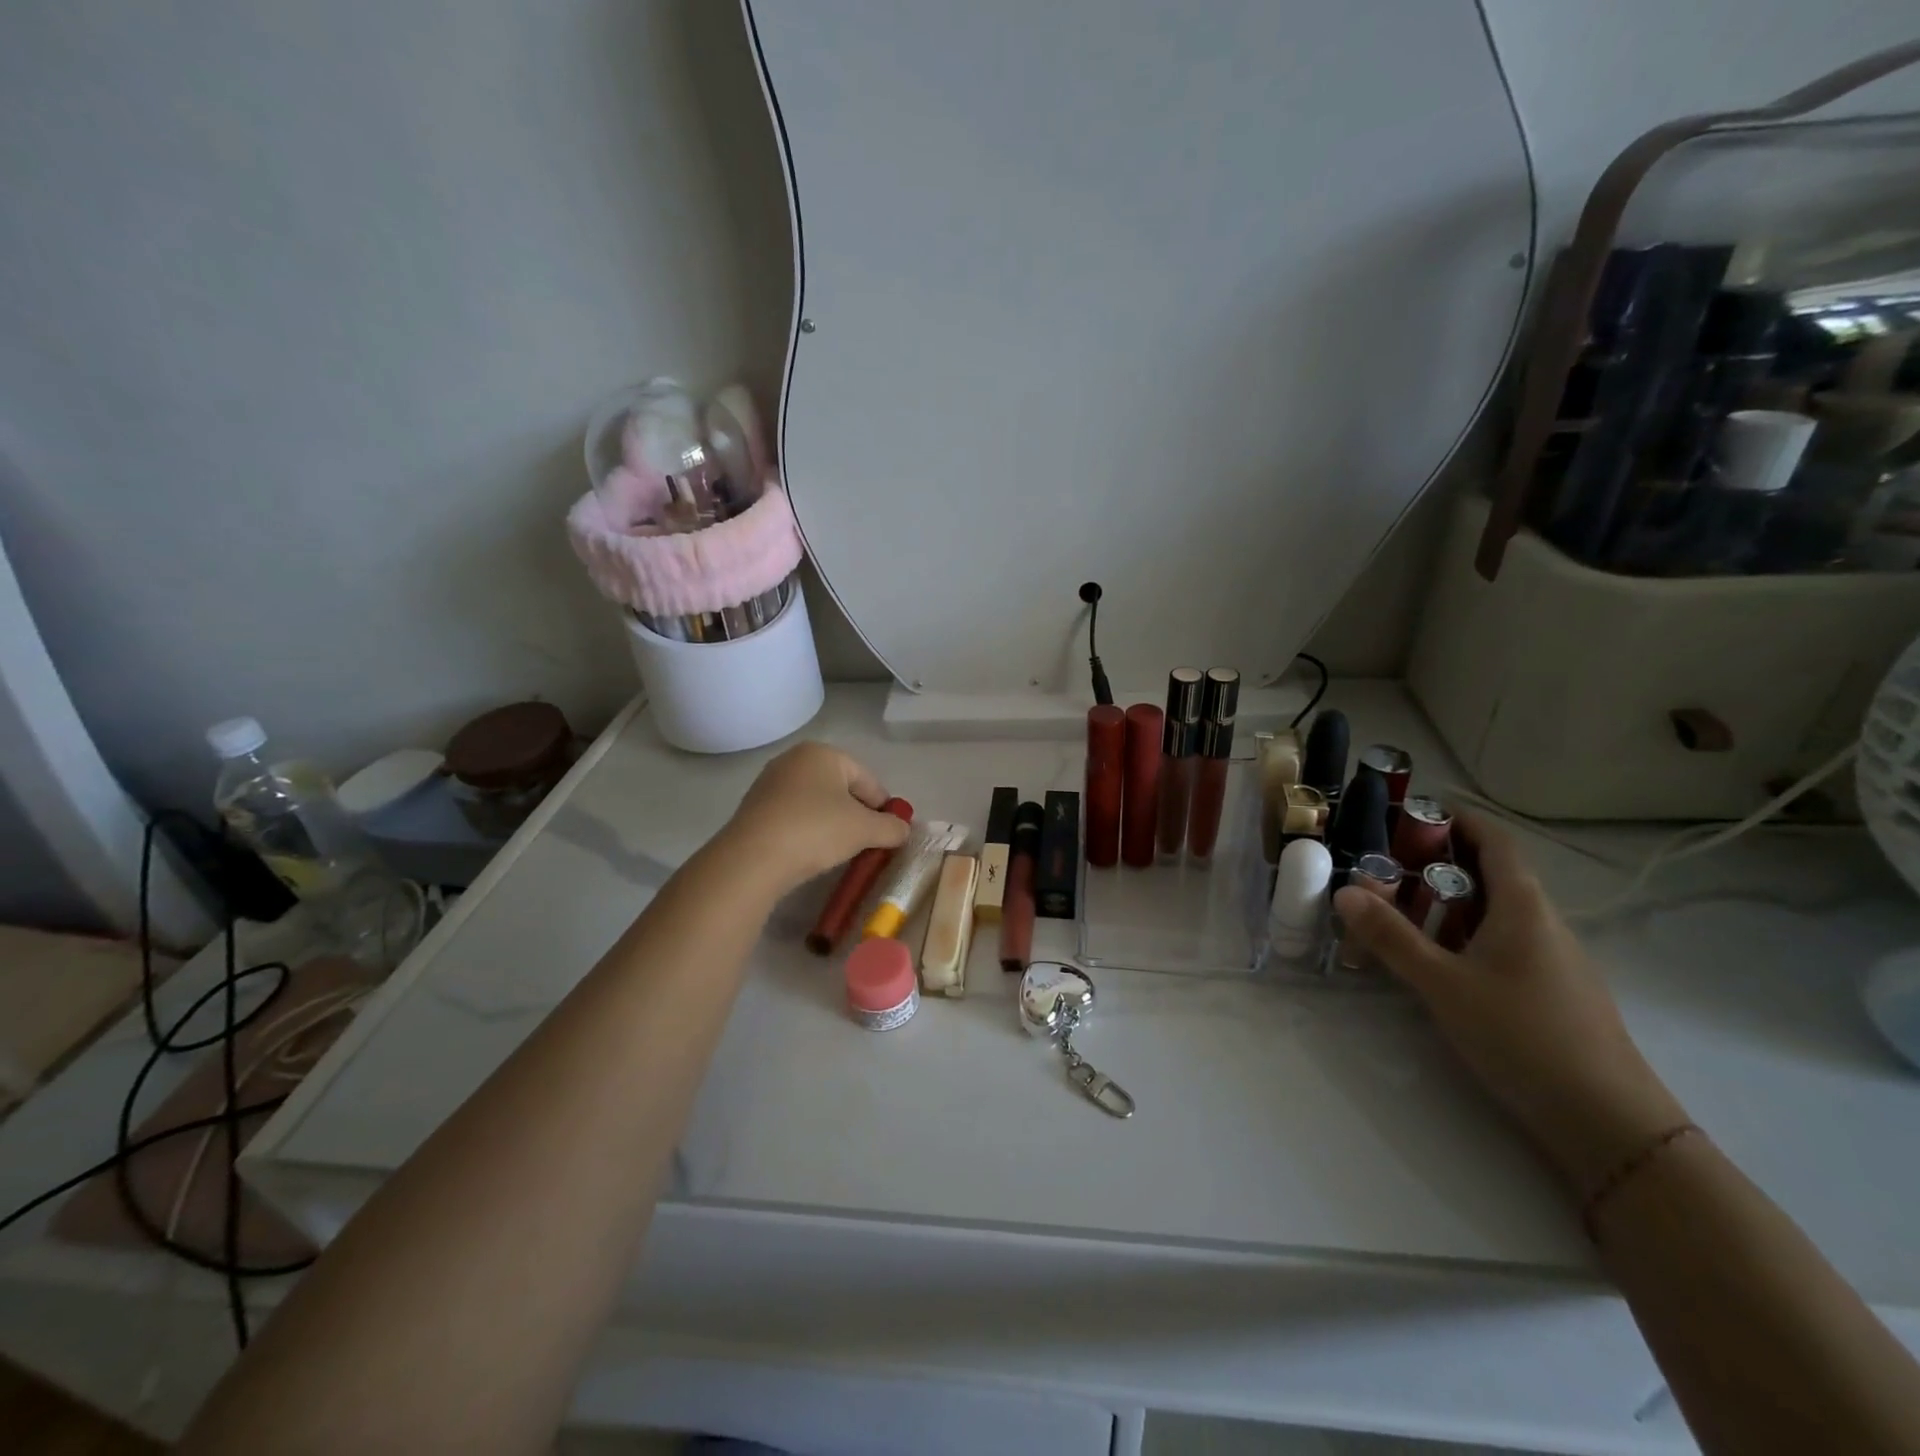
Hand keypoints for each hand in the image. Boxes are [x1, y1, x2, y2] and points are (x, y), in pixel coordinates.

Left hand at [717, 742, 909, 897]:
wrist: (753, 859)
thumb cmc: (816, 830)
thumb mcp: (865, 830)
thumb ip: (891, 827)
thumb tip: (903, 829)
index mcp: (823, 753)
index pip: (867, 779)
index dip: (884, 806)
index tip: (891, 832)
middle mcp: (794, 760)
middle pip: (841, 789)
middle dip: (857, 815)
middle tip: (868, 843)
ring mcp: (770, 784)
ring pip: (816, 803)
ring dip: (832, 824)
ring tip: (840, 851)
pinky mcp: (754, 809)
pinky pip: (793, 817)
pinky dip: (808, 831)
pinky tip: (811, 853)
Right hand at [1333, 812, 1688, 1195]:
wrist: (1609, 1124)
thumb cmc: (1523, 1036)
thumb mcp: (1443, 984)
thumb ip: (1391, 937)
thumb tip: (1345, 891)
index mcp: (1524, 907)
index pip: (1495, 840)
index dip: (1457, 819)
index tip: (1411, 814)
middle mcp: (1545, 923)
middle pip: (1492, 875)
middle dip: (1437, 865)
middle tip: (1384, 872)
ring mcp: (1556, 960)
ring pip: (1497, 914)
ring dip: (1449, 905)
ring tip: (1400, 917)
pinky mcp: (1555, 993)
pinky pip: (1505, 945)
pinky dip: (1467, 937)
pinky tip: (1440, 966)